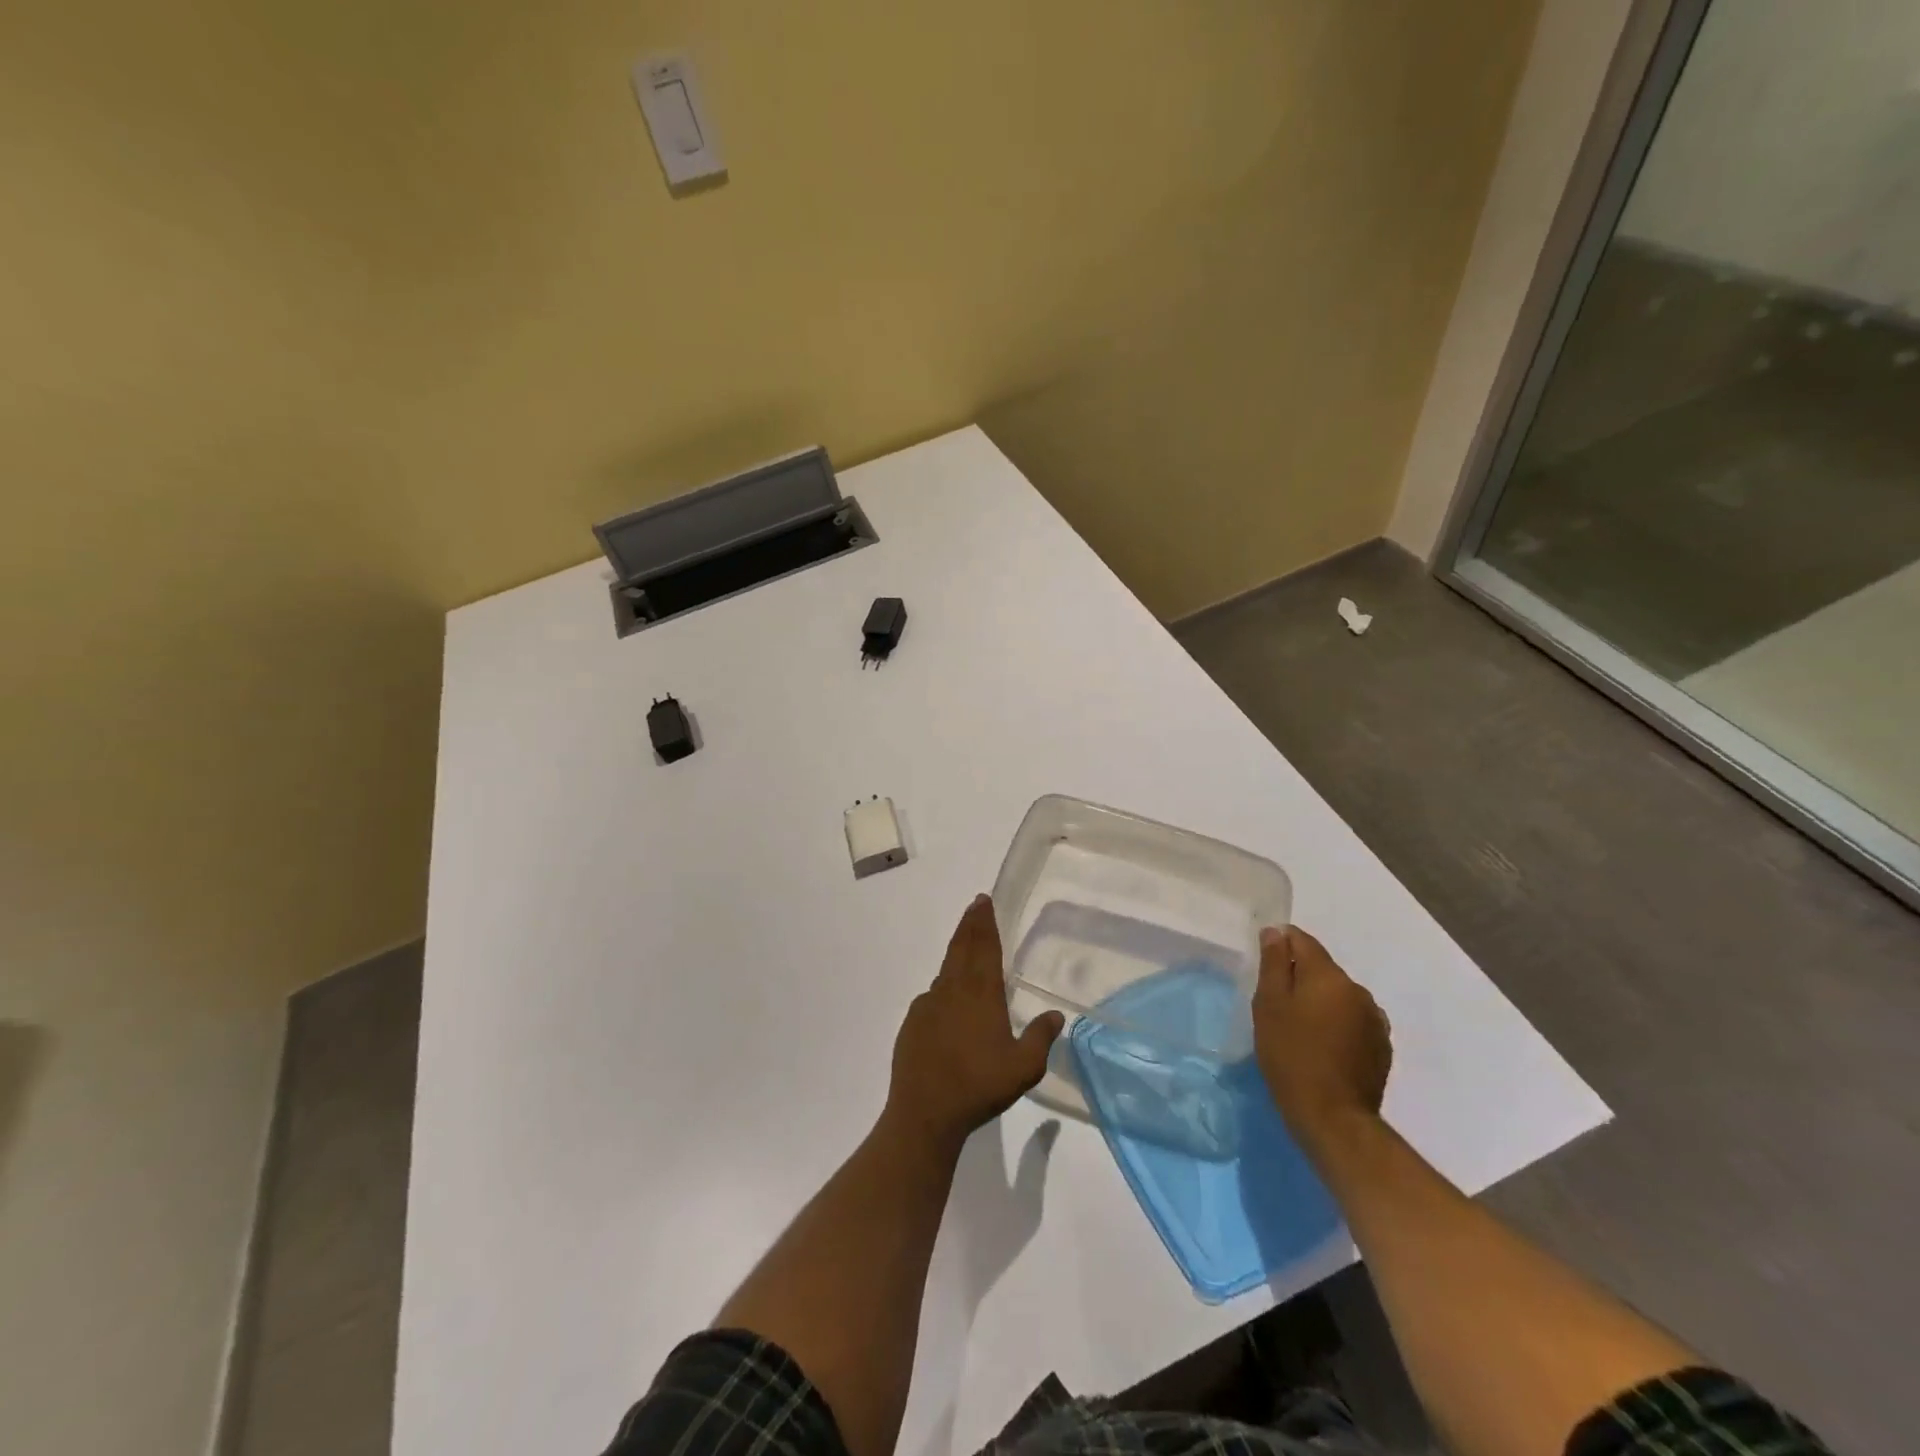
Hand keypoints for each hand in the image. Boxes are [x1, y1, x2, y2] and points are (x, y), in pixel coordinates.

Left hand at [885, 895, 1064, 1151]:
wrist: (924, 1112)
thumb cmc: (979, 1086)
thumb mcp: (1023, 1068)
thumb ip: (1040, 1038)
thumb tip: (1055, 1015)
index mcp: (981, 994)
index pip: (984, 947)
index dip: (985, 923)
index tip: (983, 901)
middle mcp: (952, 990)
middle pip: (962, 948)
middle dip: (970, 924)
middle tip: (975, 905)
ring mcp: (928, 1004)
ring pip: (946, 968)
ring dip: (957, 951)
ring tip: (966, 944)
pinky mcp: (913, 1023)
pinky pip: (933, 995)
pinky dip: (943, 986)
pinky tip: (948, 999)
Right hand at [1253, 925, 1391, 1150]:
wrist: (1333, 1117)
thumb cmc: (1291, 1055)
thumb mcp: (1269, 1005)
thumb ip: (1274, 963)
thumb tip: (1276, 932)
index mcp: (1329, 976)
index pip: (1303, 941)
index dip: (1281, 944)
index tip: (1266, 963)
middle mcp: (1358, 990)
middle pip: (1323, 969)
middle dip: (1301, 978)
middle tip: (1277, 1005)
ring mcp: (1375, 1020)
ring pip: (1340, 996)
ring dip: (1321, 1002)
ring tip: (1301, 1029)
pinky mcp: (1382, 1047)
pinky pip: (1354, 1021)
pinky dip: (1338, 1024)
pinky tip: (1324, 1047)